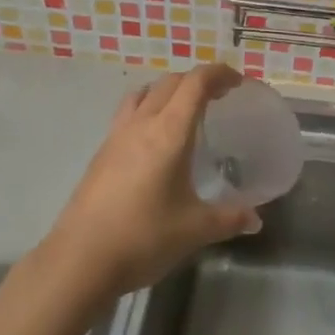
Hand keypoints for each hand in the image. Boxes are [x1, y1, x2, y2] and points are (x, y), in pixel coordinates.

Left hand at [40, 63, 261, 304]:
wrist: (79, 260)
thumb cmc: (143, 237)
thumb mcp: (195, 229)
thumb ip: (229, 218)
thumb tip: (255, 219)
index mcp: (169, 132)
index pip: (195, 83)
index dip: (218, 74)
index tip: (237, 82)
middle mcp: (141, 124)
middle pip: (170, 82)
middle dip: (197, 81)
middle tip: (219, 97)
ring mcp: (116, 136)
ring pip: (144, 93)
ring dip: (168, 91)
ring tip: (184, 111)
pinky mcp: (101, 153)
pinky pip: (128, 113)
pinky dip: (148, 110)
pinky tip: (155, 141)